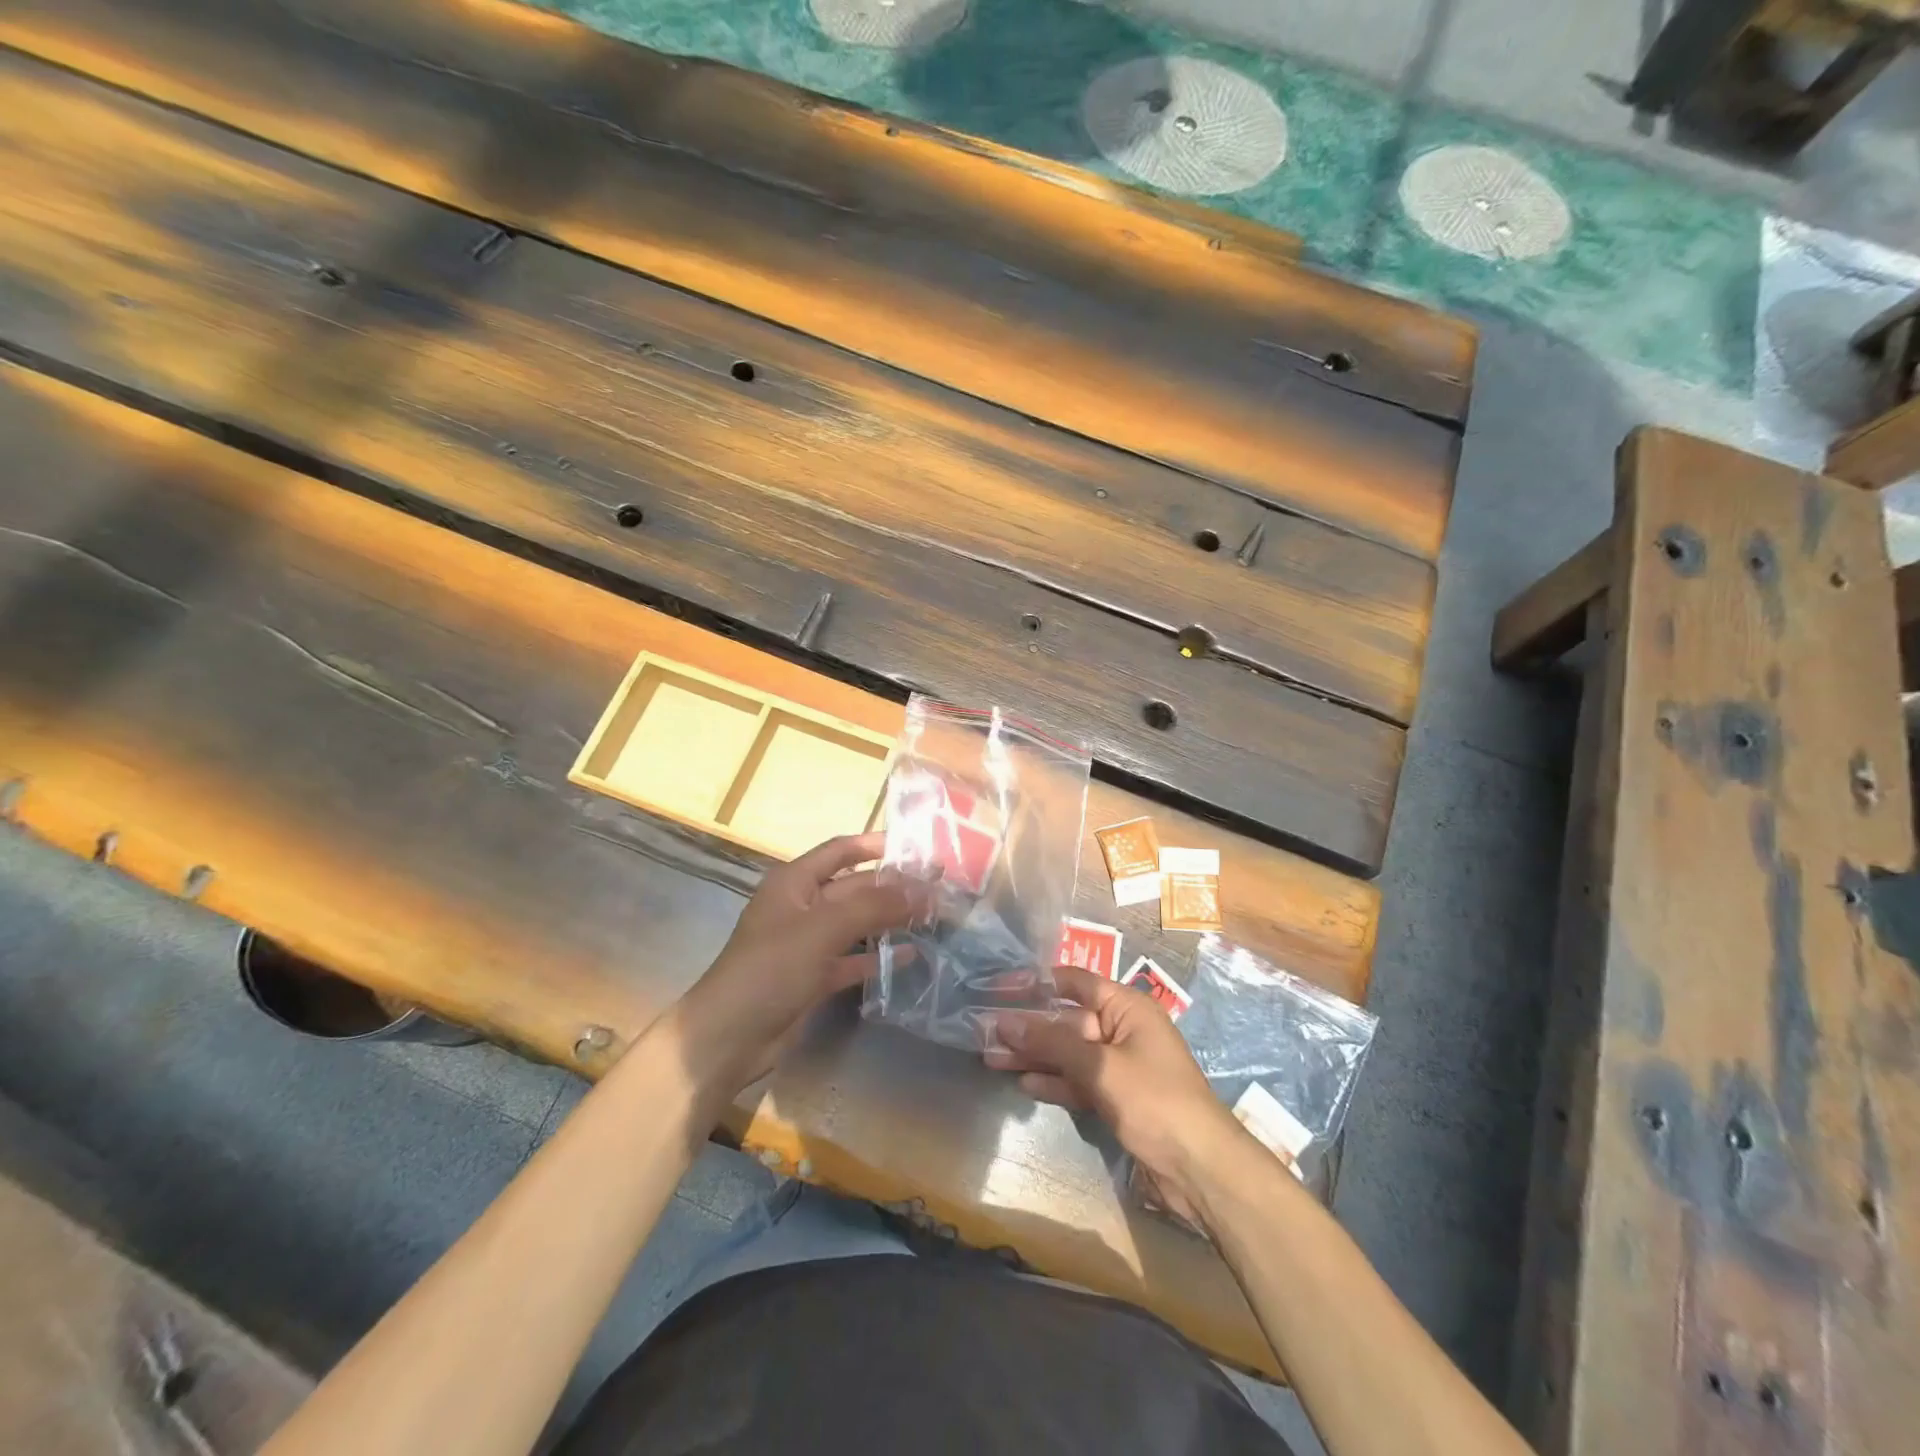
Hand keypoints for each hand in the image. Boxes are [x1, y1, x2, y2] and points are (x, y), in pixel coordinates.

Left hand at [675, 832, 921, 1101]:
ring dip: (888, 920)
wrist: (729, 1037)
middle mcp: (802, 907)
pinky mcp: (813, 978)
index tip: (914, 846)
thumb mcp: (822, 929)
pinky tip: (911, 955)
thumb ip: (873, 906)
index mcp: (794, 882)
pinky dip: (877, 957)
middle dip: (891, 887)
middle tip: (936, 887)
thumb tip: (922, 889)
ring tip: (931, 917)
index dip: (873, 845)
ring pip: (856, 924)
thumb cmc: (771, 968)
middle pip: (853, 888)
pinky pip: (852, 959)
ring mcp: (807, 944)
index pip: (839, 851)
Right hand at [985, 964, 1245, 1221]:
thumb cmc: (1154, 1100)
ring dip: (1034, 1056)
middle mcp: (1122, 1029)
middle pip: (1067, 1020)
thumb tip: (1005, 1020)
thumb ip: (1051, 1042)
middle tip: (985, 1031)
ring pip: (1069, 1053)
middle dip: (1029, 1026)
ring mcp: (1120, 1065)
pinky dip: (1054, 1082)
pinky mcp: (1117, 1098)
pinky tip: (1024, 1082)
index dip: (1037, 982)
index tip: (999, 987)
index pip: (1074, 982)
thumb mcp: (1099, 1066)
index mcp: (1126, 1007)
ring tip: (992, 1057)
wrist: (1201, 1168)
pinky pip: (1079, 1081)